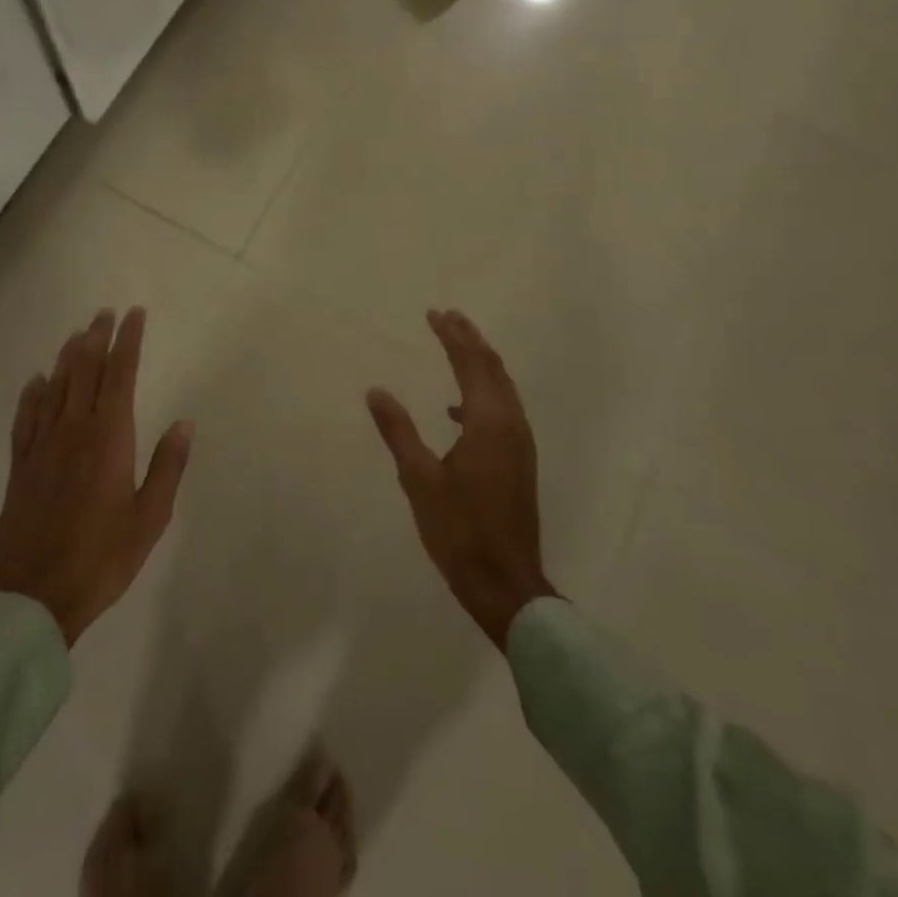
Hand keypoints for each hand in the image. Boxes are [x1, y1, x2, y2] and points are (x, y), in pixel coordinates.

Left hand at [0, 308, 193, 644]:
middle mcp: (73, 431)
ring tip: (77, 334)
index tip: (134, 315)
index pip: (119, 375)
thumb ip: (167, 466)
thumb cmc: (102, 558)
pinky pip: (26, 419)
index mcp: (109, 439)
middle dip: (97, 339)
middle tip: (105, 314)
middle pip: (85, 372)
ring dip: (67, 358)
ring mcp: (42, 447)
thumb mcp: (150, 517)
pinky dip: (33, 394)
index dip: (127, 342)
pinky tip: (37, 382)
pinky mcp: (21, 467)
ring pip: (55, 388)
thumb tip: (184, 422)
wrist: (33, 597)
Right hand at [366, 310, 555, 647]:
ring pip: (502, 387)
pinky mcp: (519, 460)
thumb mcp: (420, 479)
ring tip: (456, 346)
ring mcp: (520, 443)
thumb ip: (399, 431)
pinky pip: (503, 409)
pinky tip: (456, 410)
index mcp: (488, 423)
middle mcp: (511, 424)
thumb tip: (377, 391)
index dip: (452, 336)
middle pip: (492, 368)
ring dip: (479, 362)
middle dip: (470, 339)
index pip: (470, 364)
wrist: (506, 582)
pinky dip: (482, 393)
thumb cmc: (460, 531)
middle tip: (447, 317)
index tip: (434, 314)